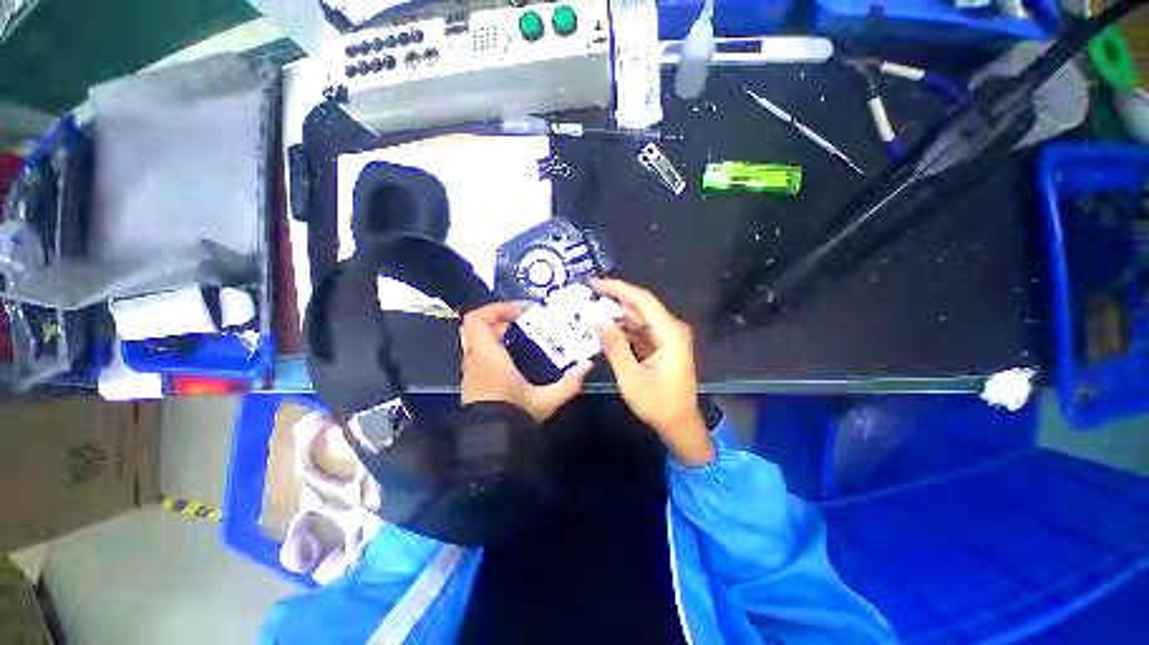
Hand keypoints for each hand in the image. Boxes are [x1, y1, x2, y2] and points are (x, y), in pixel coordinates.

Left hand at [460, 301, 591, 423]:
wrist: (489, 449)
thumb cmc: (512, 418)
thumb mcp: (545, 401)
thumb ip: (568, 383)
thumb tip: (587, 365)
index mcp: (488, 357)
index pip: (477, 319)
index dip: (497, 308)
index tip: (523, 311)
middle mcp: (475, 360)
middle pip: (480, 328)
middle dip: (505, 320)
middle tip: (530, 323)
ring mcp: (472, 372)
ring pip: (481, 341)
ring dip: (502, 334)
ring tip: (528, 338)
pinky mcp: (475, 383)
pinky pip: (483, 355)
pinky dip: (499, 349)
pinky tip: (520, 359)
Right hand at [592, 278, 713, 465]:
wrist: (680, 425)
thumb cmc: (658, 404)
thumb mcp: (631, 377)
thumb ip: (615, 346)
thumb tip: (598, 318)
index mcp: (669, 332)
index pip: (642, 300)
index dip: (617, 288)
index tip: (594, 283)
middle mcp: (670, 329)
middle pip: (639, 306)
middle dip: (613, 300)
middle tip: (586, 297)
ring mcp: (666, 337)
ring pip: (637, 318)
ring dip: (615, 315)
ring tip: (590, 311)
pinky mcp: (660, 345)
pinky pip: (638, 330)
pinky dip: (621, 329)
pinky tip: (603, 329)